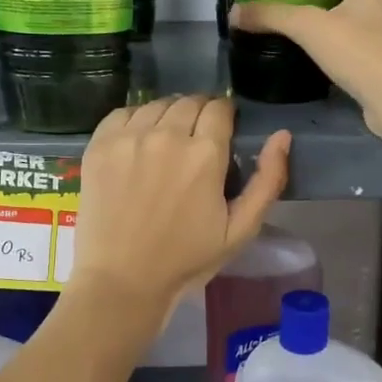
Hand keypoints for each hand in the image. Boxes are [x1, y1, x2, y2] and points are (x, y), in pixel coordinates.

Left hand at [74, 95, 291, 310]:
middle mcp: (167, 135)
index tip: (222, 132)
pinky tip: (138, 142)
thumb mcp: (240, 230)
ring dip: (168, 115)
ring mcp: (129, 138)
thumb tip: (282, 136)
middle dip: (199, 114)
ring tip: (166, 141)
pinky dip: (135, 120)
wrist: (122, 280)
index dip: (225, 116)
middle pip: (189, 101)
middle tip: (196, 140)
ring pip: (157, 104)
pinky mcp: (100, 145)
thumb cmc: (186, 259)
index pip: (220, 108)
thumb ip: (268, 180)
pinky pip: (123, 113)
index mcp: (205, 154)